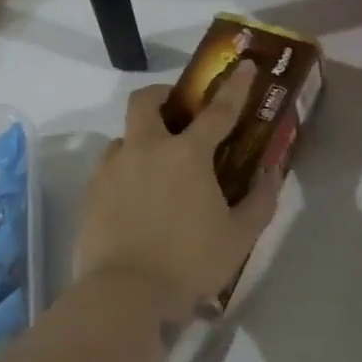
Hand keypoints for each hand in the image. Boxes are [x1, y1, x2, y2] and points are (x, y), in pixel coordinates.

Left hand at [71, 60, 283, 319]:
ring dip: (142, 140)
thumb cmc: (191, 263)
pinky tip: (136, 199)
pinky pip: (109, 168)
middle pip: (146, 102)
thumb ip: (260, 199)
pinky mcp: (90, 193)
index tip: (245, 65)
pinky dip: (126, 171)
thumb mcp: (240, 236)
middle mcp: (146, 149)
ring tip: (156, 169)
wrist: (125, 295)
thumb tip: (271, 171)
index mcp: (187, 154)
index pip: (218, 110)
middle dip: (163, 96)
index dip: (235, 86)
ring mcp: (113, 169)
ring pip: (125, 136)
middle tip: (178, 112)